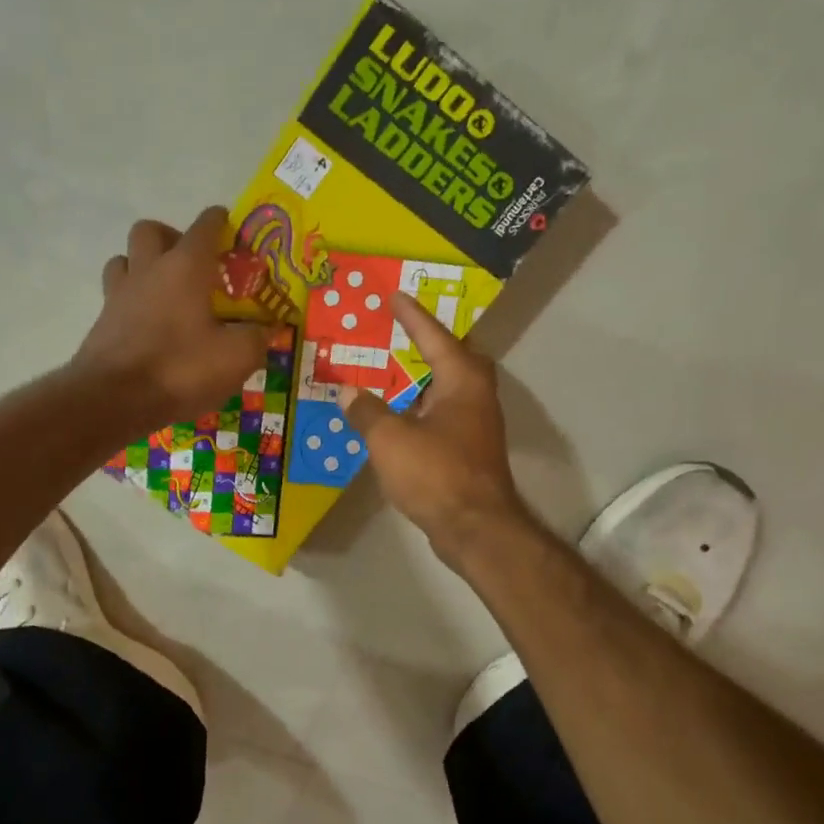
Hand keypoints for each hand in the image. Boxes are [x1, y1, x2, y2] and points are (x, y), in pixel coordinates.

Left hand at [73, 208, 270, 430]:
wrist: (113, 400)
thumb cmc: (180, 369)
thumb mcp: (235, 358)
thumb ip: (256, 338)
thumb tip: (266, 329)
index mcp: (185, 267)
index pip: (205, 226)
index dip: (220, 222)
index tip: (230, 228)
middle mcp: (148, 270)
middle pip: (151, 230)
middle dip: (172, 237)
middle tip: (192, 264)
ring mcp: (118, 295)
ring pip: (125, 260)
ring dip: (143, 266)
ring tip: (165, 293)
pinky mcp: (102, 323)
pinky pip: (116, 297)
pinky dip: (133, 303)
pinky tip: (149, 326)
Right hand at [343, 292, 529, 565]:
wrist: (475, 528)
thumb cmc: (435, 473)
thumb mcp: (389, 438)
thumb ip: (367, 411)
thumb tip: (347, 392)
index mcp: (461, 380)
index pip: (434, 337)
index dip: (412, 316)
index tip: (395, 295)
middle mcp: (475, 396)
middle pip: (452, 359)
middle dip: (426, 344)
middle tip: (399, 332)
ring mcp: (476, 425)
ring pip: (447, 390)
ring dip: (421, 379)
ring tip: (391, 371)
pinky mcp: (469, 451)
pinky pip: (441, 416)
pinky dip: (420, 408)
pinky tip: (397, 418)